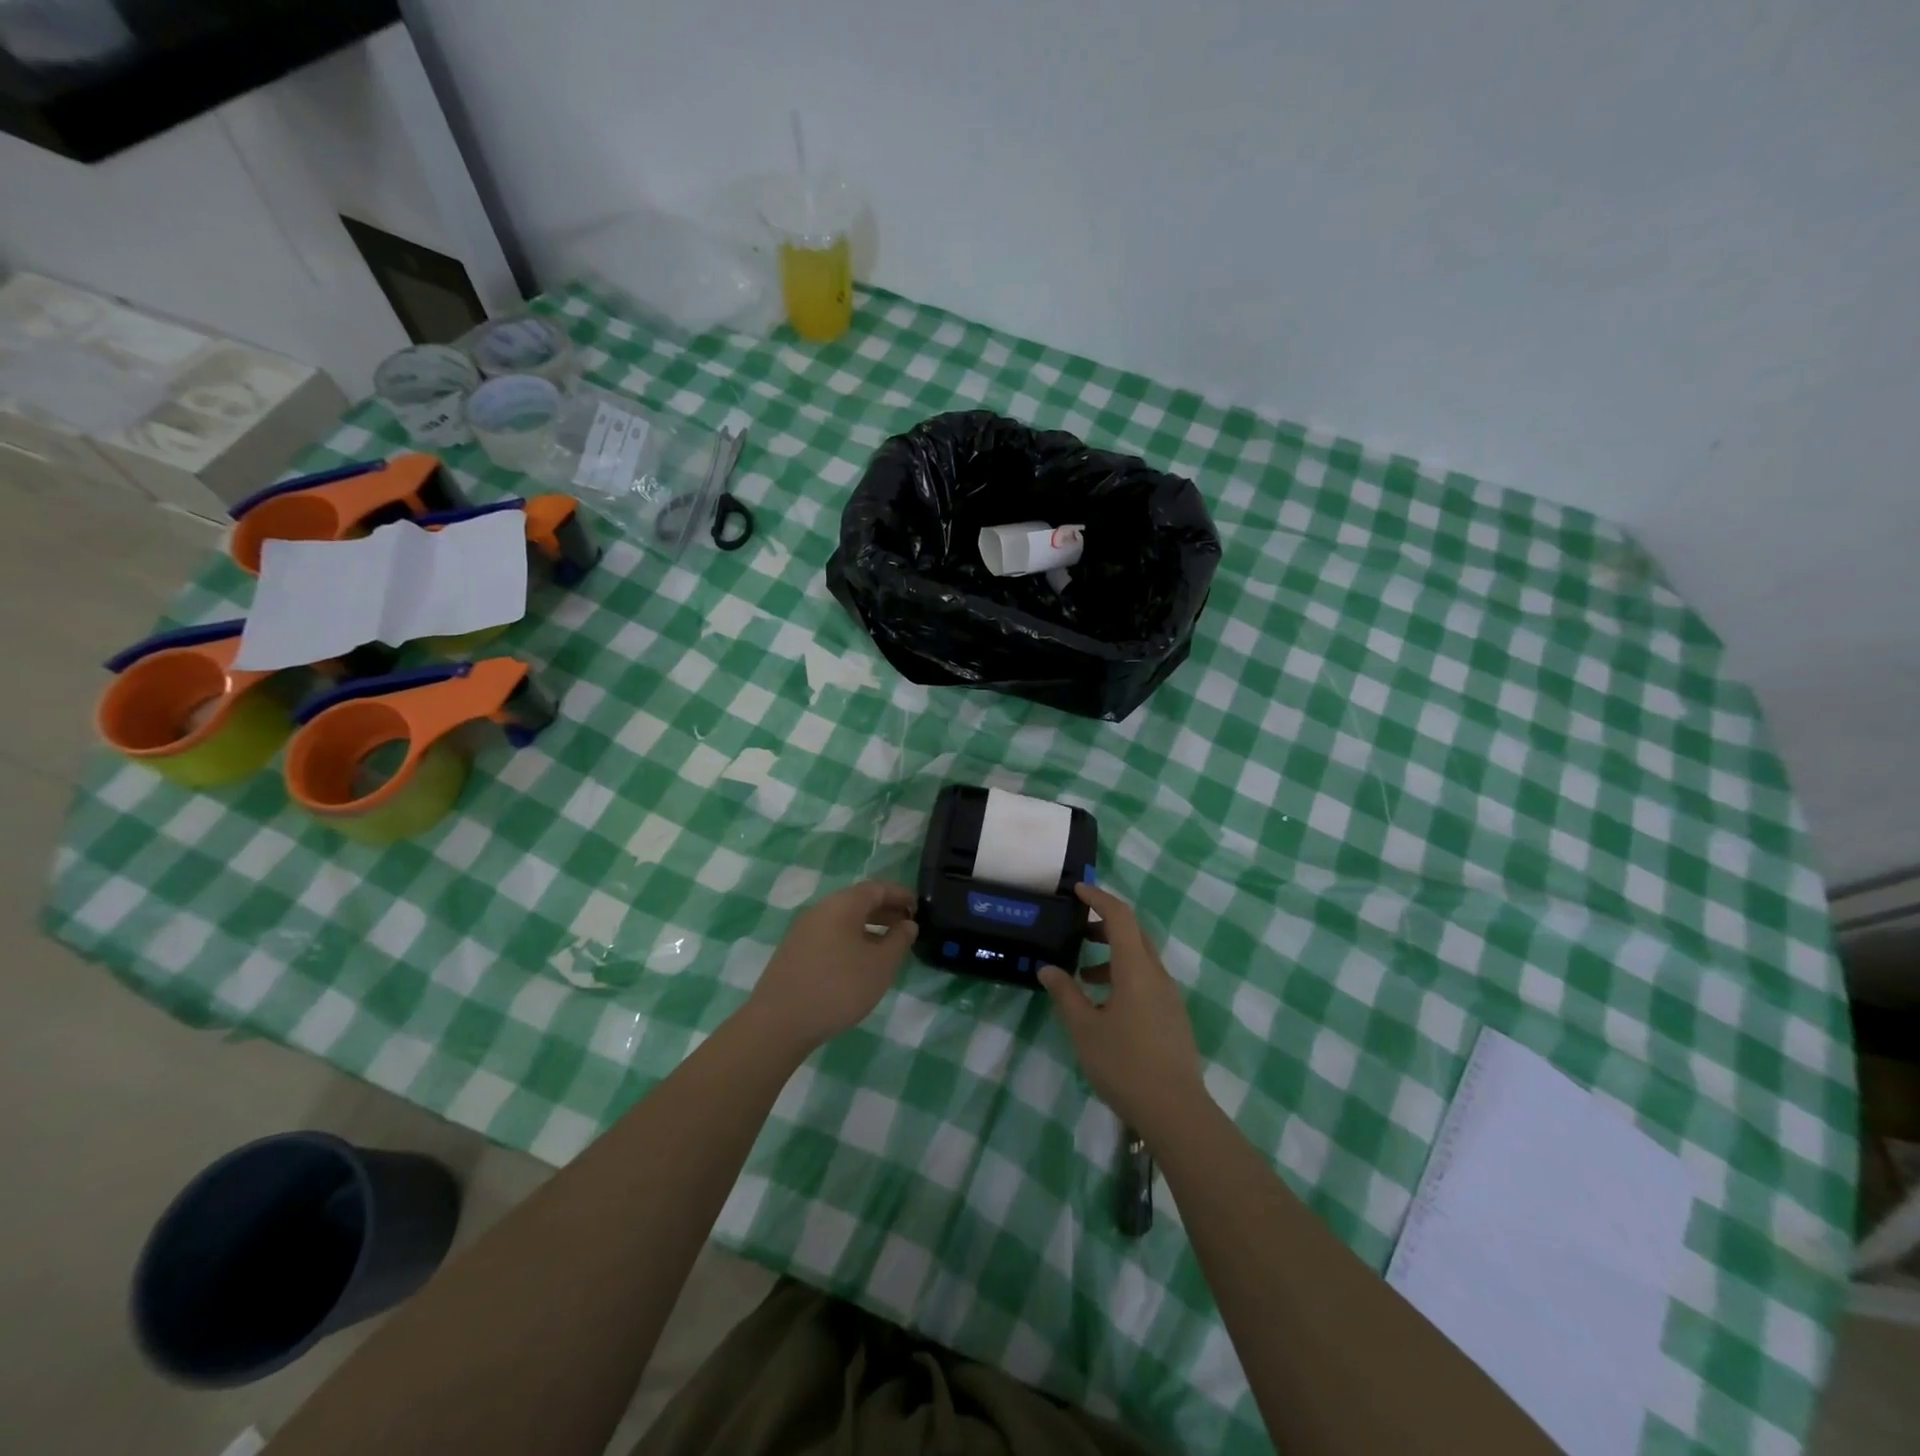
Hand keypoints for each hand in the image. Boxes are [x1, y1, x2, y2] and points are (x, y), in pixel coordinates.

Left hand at [746, 881, 917, 1050]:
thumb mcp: (880, 965)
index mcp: (842, 904)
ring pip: (843, 920)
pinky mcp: (794, 952)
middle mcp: (821, 909)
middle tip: (907, 927)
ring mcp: (803, 930)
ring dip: (868, 927)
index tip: (919, 907)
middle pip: (858, 901)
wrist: (779, 1022)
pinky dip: (850, 940)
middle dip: (885, 911)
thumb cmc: (838, 987)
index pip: (877, 888)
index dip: (900, 895)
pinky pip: (830, 935)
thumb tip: (907, 924)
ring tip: (887, 947)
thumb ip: (899, 940)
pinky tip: (858, 963)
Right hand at [1039, 884, 1204, 1136]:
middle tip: (1076, 929)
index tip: (1077, 891)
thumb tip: (1048, 969)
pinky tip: (1105, 1003)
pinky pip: (1147, 980)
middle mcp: (1157, 974)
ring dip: (1114, 953)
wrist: (1176, 1111)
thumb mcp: (1084, 1029)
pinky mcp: (1173, 1016)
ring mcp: (1169, 996)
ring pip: (1141, 958)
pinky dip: (1124, 975)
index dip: (1099, 898)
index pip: (1120, 917)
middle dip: (1105, 924)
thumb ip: (1066, 994)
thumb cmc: (1124, 1064)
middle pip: (1134, 933)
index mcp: (1136, 969)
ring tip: (1084, 972)